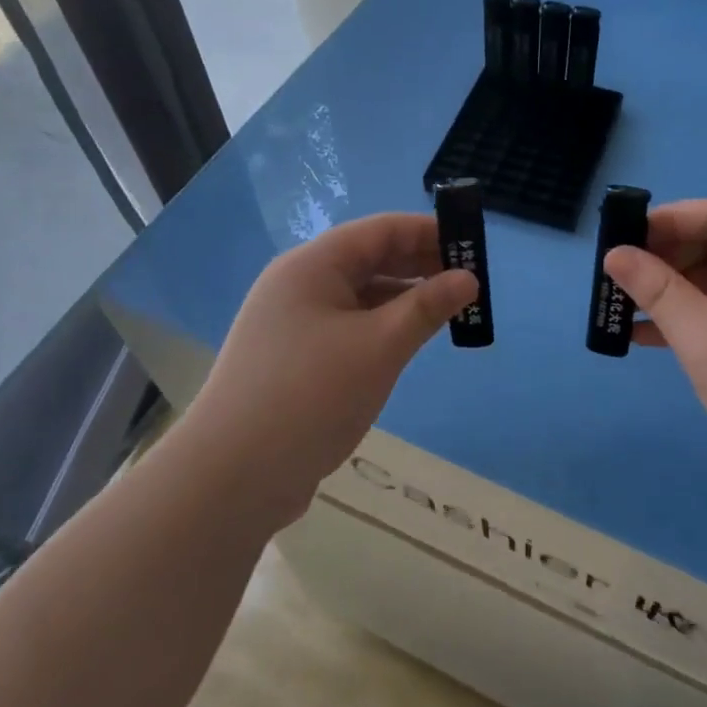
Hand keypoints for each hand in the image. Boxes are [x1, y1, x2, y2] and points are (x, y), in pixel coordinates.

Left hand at [185, 213, 477, 517]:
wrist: (232, 476)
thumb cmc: (312, 396)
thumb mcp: (380, 347)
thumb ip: (427, 307)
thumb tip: (468, 278)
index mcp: (313, 265)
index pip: (380, 230)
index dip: (428, 231)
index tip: (473, 244)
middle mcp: (299, 284)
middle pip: (368, 258)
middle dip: (420, 264)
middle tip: (469, 281)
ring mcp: (292, 322)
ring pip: (359, 294)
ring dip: (403, 297)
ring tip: (448, 311)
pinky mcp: (293, 357)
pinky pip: (347, 324)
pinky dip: (381, 325)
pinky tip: (407, 340)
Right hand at [603, 200, 706, 513]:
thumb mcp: (706, 340)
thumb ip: (658, 291)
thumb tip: (615, 253)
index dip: (663, 222)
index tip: (617, 240)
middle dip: (663, 260)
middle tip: (615, 280)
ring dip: (672, 294)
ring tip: (620, 310)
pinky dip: (693, 322)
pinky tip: (648, 339)